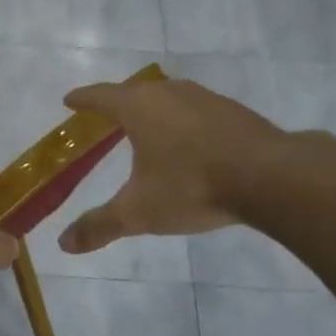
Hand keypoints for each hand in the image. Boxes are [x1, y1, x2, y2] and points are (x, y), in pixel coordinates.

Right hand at [56, 77, 301, 253]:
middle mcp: (171, 92)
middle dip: (119, 103)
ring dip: (155, 110)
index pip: (101, 97)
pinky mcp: (235, 112)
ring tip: (148, 128)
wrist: (271, 177)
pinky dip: (184, 122)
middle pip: (136, 92)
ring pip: (170, 98)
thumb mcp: (139, 212)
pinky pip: (197, 111)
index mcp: (139, 107)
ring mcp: (207, 99)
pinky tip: (190, 142)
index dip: (83, 99)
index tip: (69, 100)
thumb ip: (100, 226)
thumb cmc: (192, 186)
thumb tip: (64, 244)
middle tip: (107, 116)